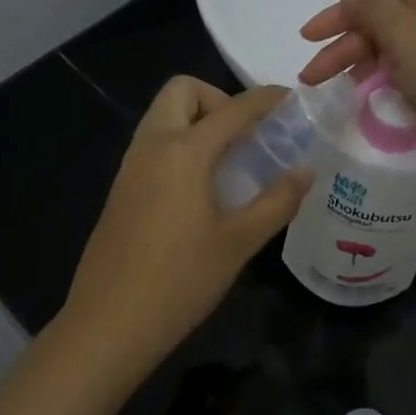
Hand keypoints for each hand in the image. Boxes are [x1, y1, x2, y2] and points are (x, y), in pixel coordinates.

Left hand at [61, 77, 311, 375]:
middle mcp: (152, 146)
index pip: (233, 108)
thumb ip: (277, 201)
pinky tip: (201, 188)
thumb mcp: (238, 242)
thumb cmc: (180, 280)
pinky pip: (153, 143)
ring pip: (163, 116)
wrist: (110, 323)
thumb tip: (306, 171)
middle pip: (182, 91)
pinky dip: (180, 144)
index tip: (292, 100)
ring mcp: (130, 166)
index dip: (266, 99)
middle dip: (219, 100)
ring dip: (198, 121)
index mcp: (184, 151)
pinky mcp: (121, 188)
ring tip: (230, 163)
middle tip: (247, 138)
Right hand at [297, 0, 415, 177]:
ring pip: (394, 47)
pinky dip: (384, 76)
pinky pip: (409, 68)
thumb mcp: (405, 34)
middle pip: (384, 22)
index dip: (339, 16)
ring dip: (361, 63)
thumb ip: (371, 7)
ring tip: (336, 88)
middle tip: (311, 77)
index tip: (306, 38)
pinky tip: (368, 91)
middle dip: (345, 47)